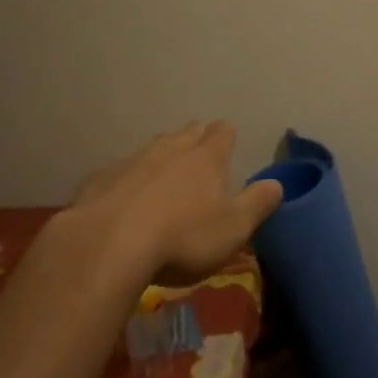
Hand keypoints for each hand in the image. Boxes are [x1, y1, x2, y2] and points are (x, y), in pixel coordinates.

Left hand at [70, 120, 282, 284]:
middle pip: (188, 132)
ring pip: (153, 147)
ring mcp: (132, 161)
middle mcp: (170, 149)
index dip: (227, 136)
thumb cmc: (183, 238)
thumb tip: (277, 183)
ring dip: (162, 155)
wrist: (108, 245)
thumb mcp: (234, 228)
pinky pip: (121, 171)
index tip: (229, 143)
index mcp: (206, 158)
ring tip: (165, 172)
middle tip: (201, 152)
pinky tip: (125, 197)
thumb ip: (258, 204)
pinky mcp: (101, 179)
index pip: (223, 132)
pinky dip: (129, 179)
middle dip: (196, 137)